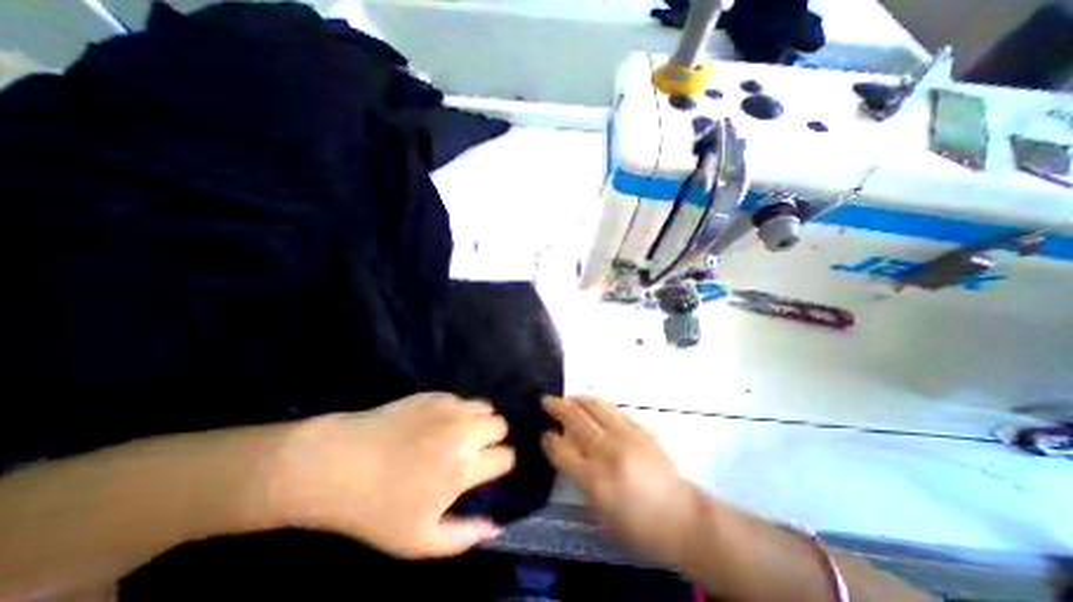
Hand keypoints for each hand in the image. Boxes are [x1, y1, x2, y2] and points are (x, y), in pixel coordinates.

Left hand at [273, 392, 513, 556]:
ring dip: (480, 421)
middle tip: (474, 451)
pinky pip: (462, 399)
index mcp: (465, 466)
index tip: (487, 470)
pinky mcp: (435, 395)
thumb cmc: (377, 508)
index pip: (506, 456)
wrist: (339, 464)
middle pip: (501, 425)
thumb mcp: (418, 540)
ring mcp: (450, 408)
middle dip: (494, 439)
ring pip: (486, 407)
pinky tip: (439, 423)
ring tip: (461, 434)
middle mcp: (464, 431)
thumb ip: (463, 537)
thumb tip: (495, 526)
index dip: (500, 465)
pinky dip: (459, 411)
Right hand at [542, 397, 700, 567]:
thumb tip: (565, 449)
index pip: (562, 449)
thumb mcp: (600, 511)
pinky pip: (613, 409)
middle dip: (557, 407)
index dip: (549, 439)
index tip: (544, 433)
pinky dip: (597, 404)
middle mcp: (608, 452)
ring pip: (594, 407)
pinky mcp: (639, 429)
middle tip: (546, 400)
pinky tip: (592, 404)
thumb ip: (580, 477)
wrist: (682, 517)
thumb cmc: (638, 526)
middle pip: (576, 420)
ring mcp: (626, 436)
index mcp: (595, 480)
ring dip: (577, 399)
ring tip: (568, 398)